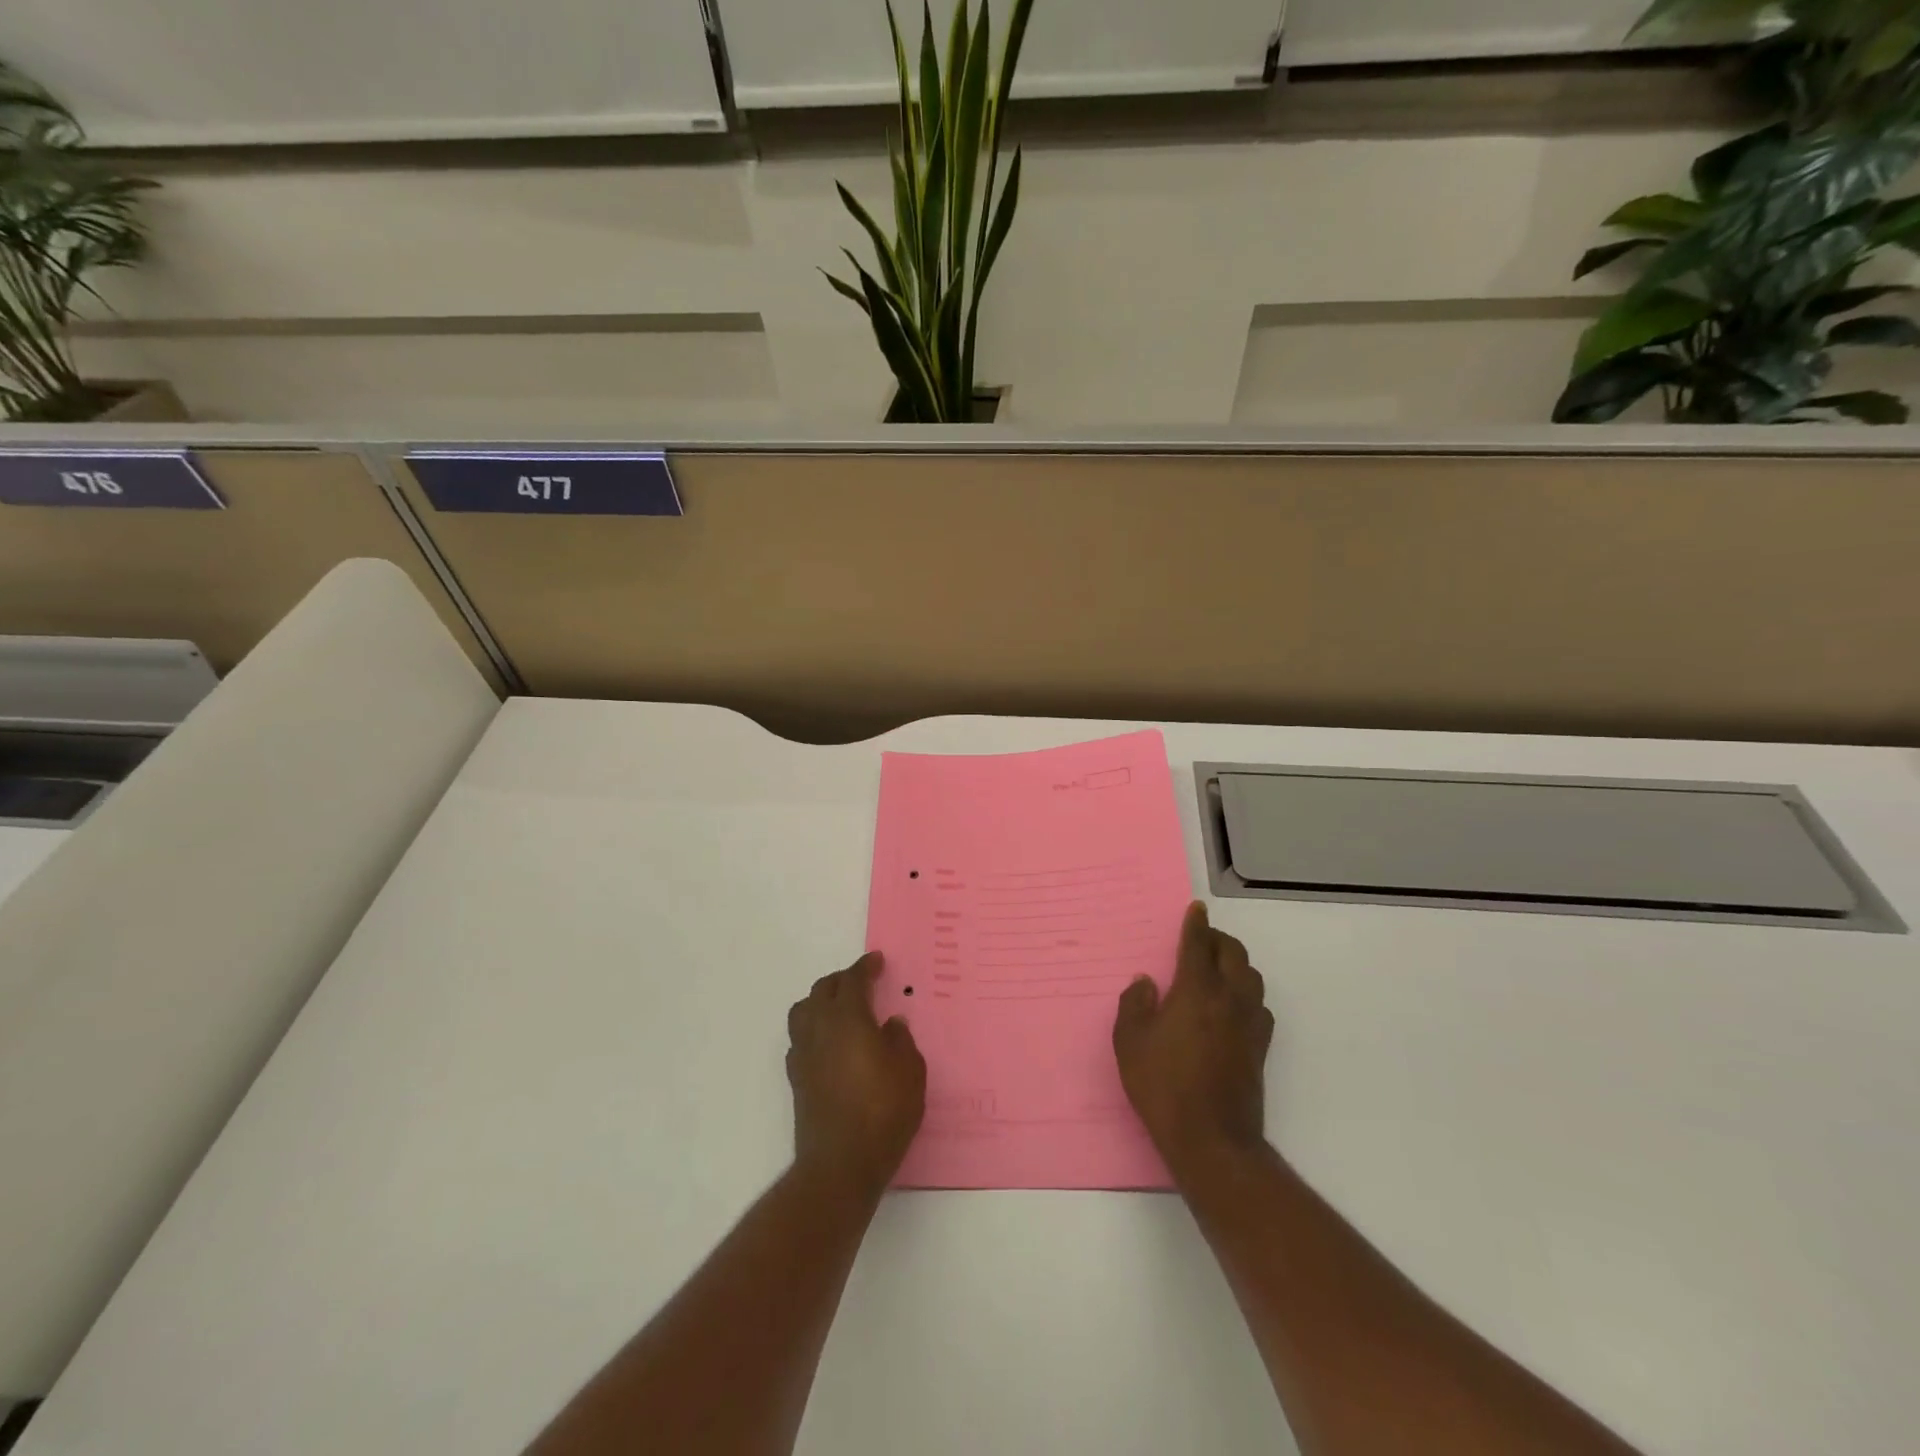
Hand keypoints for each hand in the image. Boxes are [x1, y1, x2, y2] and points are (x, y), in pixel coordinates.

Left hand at [787, 953, 926, 1197]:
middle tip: (862, 982)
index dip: (864, 967)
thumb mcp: (910, 1071)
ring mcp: (803, 1053)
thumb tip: (890, 1025)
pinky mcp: (796, 1079)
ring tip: (840, 1009)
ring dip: (820, 1001)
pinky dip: (813, 1030)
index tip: (876, 961)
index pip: (852, 980)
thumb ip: (901, 1041)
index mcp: (848, 1018)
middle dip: (842, 980)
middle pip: (823, 989)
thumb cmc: (884, 1110)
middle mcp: (820, 1028)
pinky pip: (800, 1039)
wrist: (841, 1163)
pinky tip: (829, 1044)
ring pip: (803, 1011)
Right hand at [1114, 902, 1273, 1179]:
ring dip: (1235, 964)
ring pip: (1252, 977)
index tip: (1196, 908)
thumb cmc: (1163, 1086)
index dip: (1196, 923)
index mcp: (1196, 990)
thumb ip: (1134, 1005)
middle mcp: (1229, 999)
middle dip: (1218, 939)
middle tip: (1201, 939)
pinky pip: (1260, 1006)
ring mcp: (1250, 1024)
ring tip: (1216, 970)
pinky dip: (1247, 994)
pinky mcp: (1260, 1048)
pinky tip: (1232, 1007)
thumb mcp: (1130, 1043)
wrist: (1212, 1139)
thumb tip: (1146, 983)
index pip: (1199, 944)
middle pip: (1233, 954)